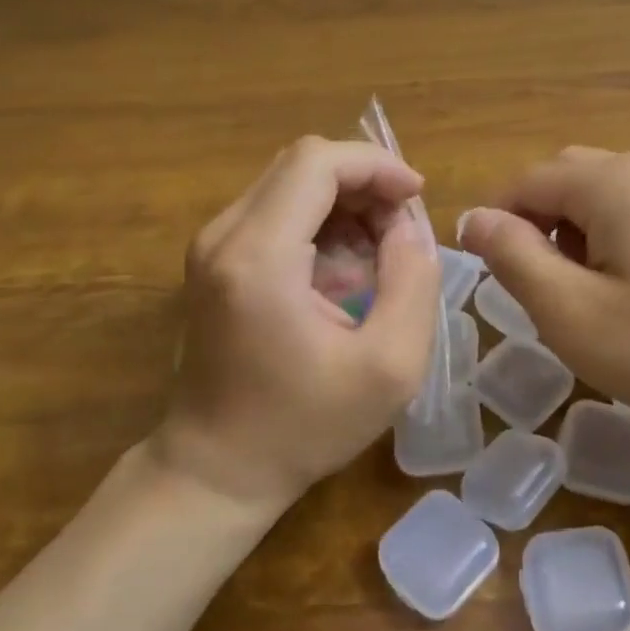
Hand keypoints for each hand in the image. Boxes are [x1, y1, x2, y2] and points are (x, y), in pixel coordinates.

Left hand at [157, 137, 440, 508]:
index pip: (317, 162)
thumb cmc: (304, 426)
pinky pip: (276, 210)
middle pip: (303, 164)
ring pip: (290, 183)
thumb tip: (407, 225)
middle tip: (403, 230)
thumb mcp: (389, 366)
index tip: (417, 197)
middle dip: (364, 182)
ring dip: (345, 202)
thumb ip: (413, 281)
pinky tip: (345, 268)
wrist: (217, 469)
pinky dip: (321, 221)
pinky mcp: (215, 259)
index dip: (376, 165)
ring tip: (381, 252)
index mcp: (259, 256)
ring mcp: (212, 245)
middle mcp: (224, 235)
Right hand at [459, 148, 629, 431]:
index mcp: (613, 181)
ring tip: (576, 291)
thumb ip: (513, 256)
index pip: (528, 180)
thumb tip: (473, 218)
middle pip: (566, 177)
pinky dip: (610, 236)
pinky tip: (623, 288)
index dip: (496, 219)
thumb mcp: (571, 311)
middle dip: (536, 222)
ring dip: (573, 230)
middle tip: (532, 284)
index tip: (482, 268)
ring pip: (603, 193)